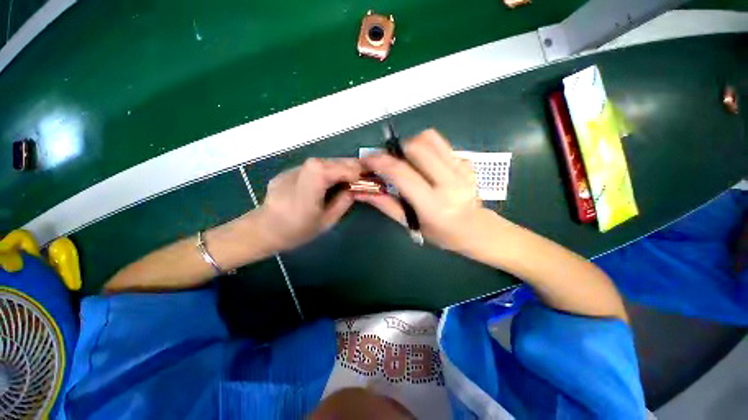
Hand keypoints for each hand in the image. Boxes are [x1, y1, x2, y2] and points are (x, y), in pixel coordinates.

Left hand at [257, 158, 361, 250]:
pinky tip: (330, 178)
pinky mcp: (288, 171)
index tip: (360, 176)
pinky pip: (312, 165)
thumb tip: (352, 188)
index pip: (322, 171)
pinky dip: (327, 168)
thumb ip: (342, 203)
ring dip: (337, 165)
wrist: (264, 229)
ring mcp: (289, 172)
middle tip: (360, 172)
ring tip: (348, 174)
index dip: (344, 169)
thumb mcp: (326, 223)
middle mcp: (295, 179)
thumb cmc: (297, 232)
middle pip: (323, 162)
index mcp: (304, 196)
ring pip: (319, 161)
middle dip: (346, 165)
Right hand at [358, 129, 499, 250]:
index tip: (367, 160)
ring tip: (406, 159)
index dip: (380, 162)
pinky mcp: (467, 162)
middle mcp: (449, 183)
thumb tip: (362, 192)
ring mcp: (461, 169)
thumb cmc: (441, 233)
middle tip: (389, 160)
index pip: (401, 173)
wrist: (476, 229)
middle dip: (395, 149)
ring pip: (429, 139)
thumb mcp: (410, 224)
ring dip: (410, 144)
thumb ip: (386, 205)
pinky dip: (425, 146)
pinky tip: (424, 162)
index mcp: (433, 205)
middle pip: (417, 147)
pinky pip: (441, 143)